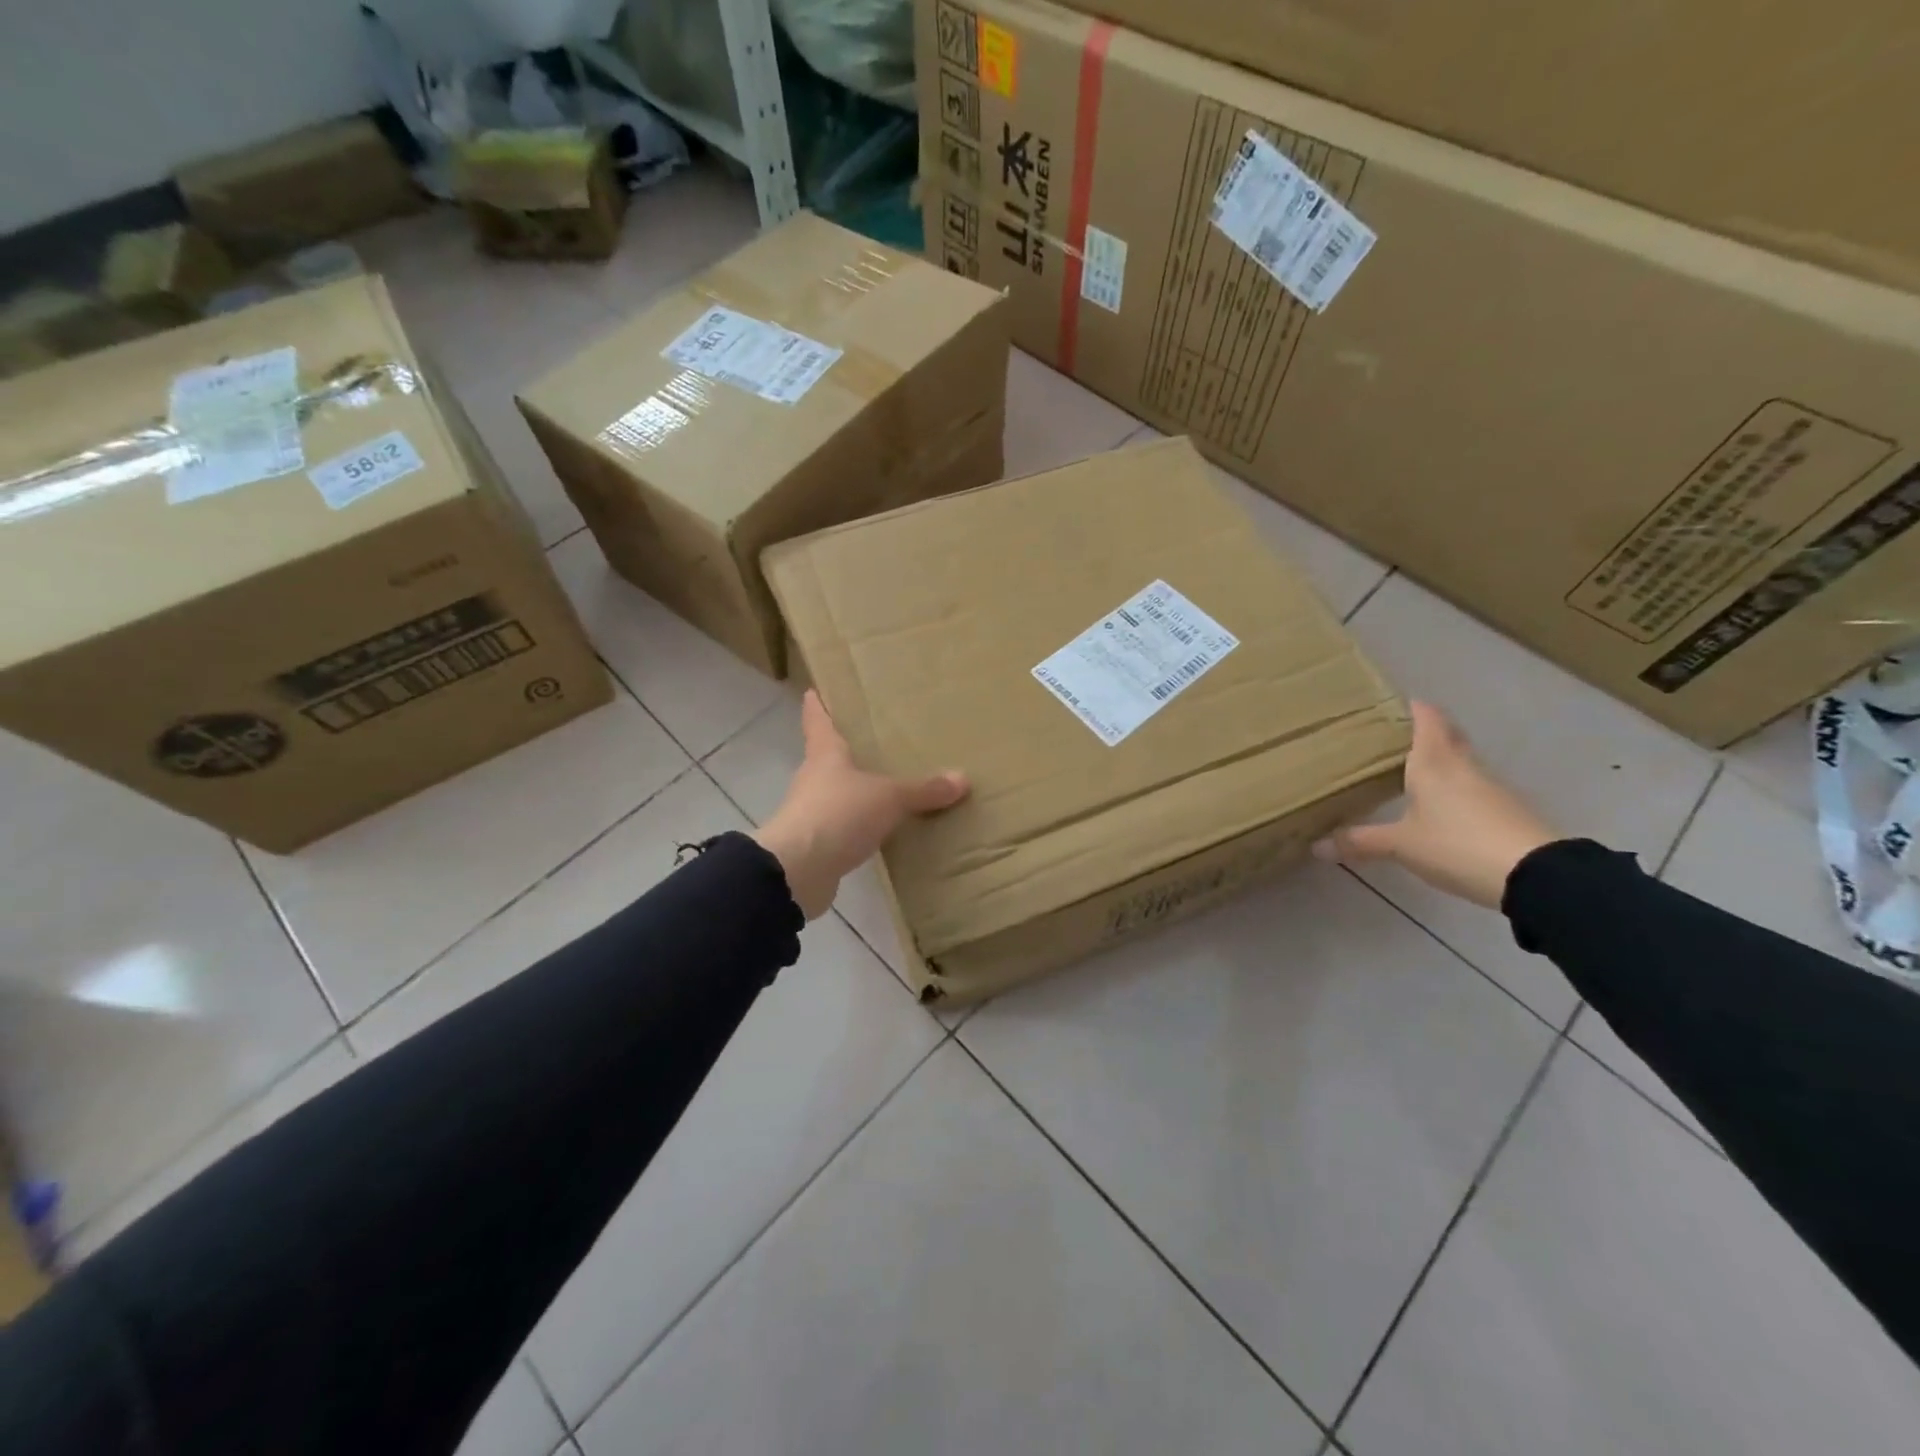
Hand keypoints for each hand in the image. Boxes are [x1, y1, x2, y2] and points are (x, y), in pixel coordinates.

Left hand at [753, 690, 969, 918]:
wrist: (797, 872)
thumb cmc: (838, 814)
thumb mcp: (888, 798)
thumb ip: (923, 790)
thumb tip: (962, 779)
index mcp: (825, 754)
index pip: (818, 720)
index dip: (818, 705)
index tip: (816, 689)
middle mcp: (814, 778)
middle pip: (828, 756)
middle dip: (848, 749)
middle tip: (875, 739)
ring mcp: (812, 812)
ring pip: (838, 792)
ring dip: (856, 790)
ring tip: (887, 784)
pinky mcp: (817, 845)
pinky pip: (844, 827)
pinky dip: (860, 826)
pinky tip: (882, 829)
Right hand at [1313, 700, 1557, 907]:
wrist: (1536, 875)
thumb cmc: (1457, 845)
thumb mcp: (1401, 845)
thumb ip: (1360, 842)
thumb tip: (1317, 845)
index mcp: (1434, 762)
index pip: (1426, 718)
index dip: (1410, 706)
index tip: (1390, 702)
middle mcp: (1463, 766)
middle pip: (1446, 735)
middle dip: (1423, 730)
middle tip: (1392, 735)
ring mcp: (1490, 787)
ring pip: (1460, 761)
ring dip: (1440, 759)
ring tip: (1409, 769)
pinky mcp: (1506, 810)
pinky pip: (1472, 786)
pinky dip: (1454, 786)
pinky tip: (1439, 805)